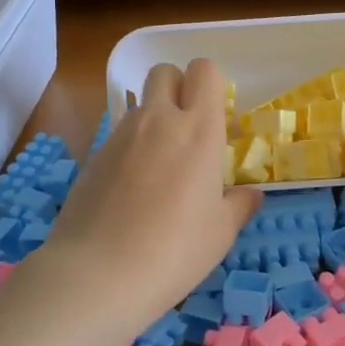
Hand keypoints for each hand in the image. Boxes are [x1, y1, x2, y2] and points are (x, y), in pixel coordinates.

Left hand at [36, 59, 259, 339]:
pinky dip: (131, 147)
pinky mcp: (94, 156)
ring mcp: (120, 135)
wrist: (96, 274)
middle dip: (178, 88)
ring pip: (140, 104)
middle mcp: (158, 120)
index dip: (211, 85)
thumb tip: (250, 194)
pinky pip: (119, 134)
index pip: (204, 71)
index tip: (217, 118)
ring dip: (154, 119)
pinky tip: (132, 189)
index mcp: (198, 130)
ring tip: (161, 166)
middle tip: (188, 129)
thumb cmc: (173, 252)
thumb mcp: (220, 233)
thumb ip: (239, 205)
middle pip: (165, 72)